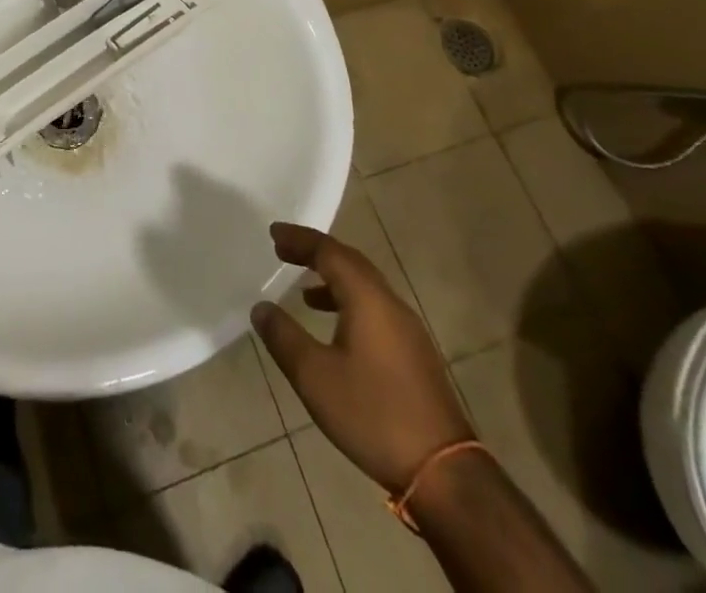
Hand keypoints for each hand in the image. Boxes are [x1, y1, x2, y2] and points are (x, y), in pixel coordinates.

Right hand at [251, 222, 472, 493]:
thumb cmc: (373, 414)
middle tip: (284, 250)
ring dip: (333, 278)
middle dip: (315, 252)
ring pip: (365, 286)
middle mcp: (390, 303)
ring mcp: (407, 329)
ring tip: (303, 290)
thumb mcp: (315, 377)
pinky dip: (348, 302)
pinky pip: (375, 308)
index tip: (273, 232)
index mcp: (368, 298)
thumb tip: (261, 307)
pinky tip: (335, 328)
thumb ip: (284, 337)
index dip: (300, 239)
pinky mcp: (414, 353)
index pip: (329, 252)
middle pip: (350, 262)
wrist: (444, 473)